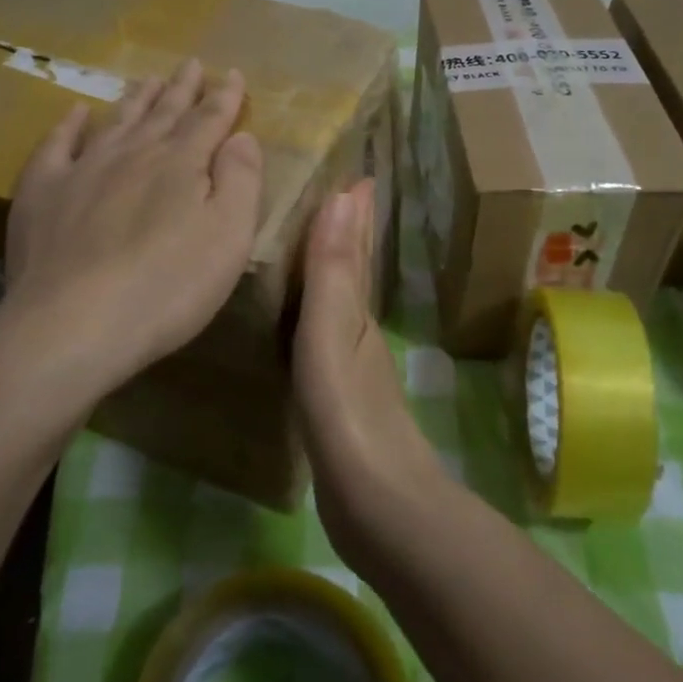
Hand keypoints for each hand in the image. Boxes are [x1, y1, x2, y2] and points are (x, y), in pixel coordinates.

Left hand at [0, 58, 263, 399]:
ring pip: (117, 121)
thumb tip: (242, 136)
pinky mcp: (43, 193)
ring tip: (149, 79)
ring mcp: (83, 169)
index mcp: (182, 164)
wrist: (73, 324)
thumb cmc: (168, 286)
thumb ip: (241, 180)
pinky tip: (77, 113)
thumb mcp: (229, 237)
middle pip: (164, 113)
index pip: (209, 120)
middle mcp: (133, 154)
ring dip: (137, 99)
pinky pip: (57, 146)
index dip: (224, 97)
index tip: (232, 74)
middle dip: (182, 89)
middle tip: (191, 64)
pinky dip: (70, 126)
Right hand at [293, 178, 449, 560]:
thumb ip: (334, 271)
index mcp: (357, 310)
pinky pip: (322, 337)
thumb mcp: (333, 334)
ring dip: (331, 269)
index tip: (351, 172)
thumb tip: (346, 195)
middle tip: (333, 196)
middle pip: (354, 269)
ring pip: (340, 300)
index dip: (354, 211)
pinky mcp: (336, 399)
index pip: (357, 245)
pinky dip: (316, 314)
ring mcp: (350, 367)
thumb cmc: (349, 415)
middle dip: (348, 233)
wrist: (380, 509)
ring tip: (309, 245)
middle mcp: (358, 330)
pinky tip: (301, 323)